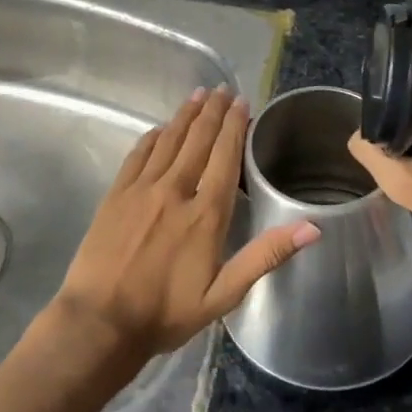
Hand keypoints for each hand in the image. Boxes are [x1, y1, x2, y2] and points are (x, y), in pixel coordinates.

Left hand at [46, 85, 320, 372]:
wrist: (100, 322)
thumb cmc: (165, 313)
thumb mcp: (223, 295)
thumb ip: (265, 256)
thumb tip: (311, 227)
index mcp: (205, 214)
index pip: (224, 157)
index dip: (235, 127)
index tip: (242, 103)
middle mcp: (175, 190)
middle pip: (198, 140)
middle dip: (213, 111)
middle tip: (223, 89)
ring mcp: (142, 188)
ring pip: (169, 140)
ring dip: (186, 114)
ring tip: (199, 94)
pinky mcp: (117, 193)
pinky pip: (139, 154)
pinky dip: (153, 136)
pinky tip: (160, 127)